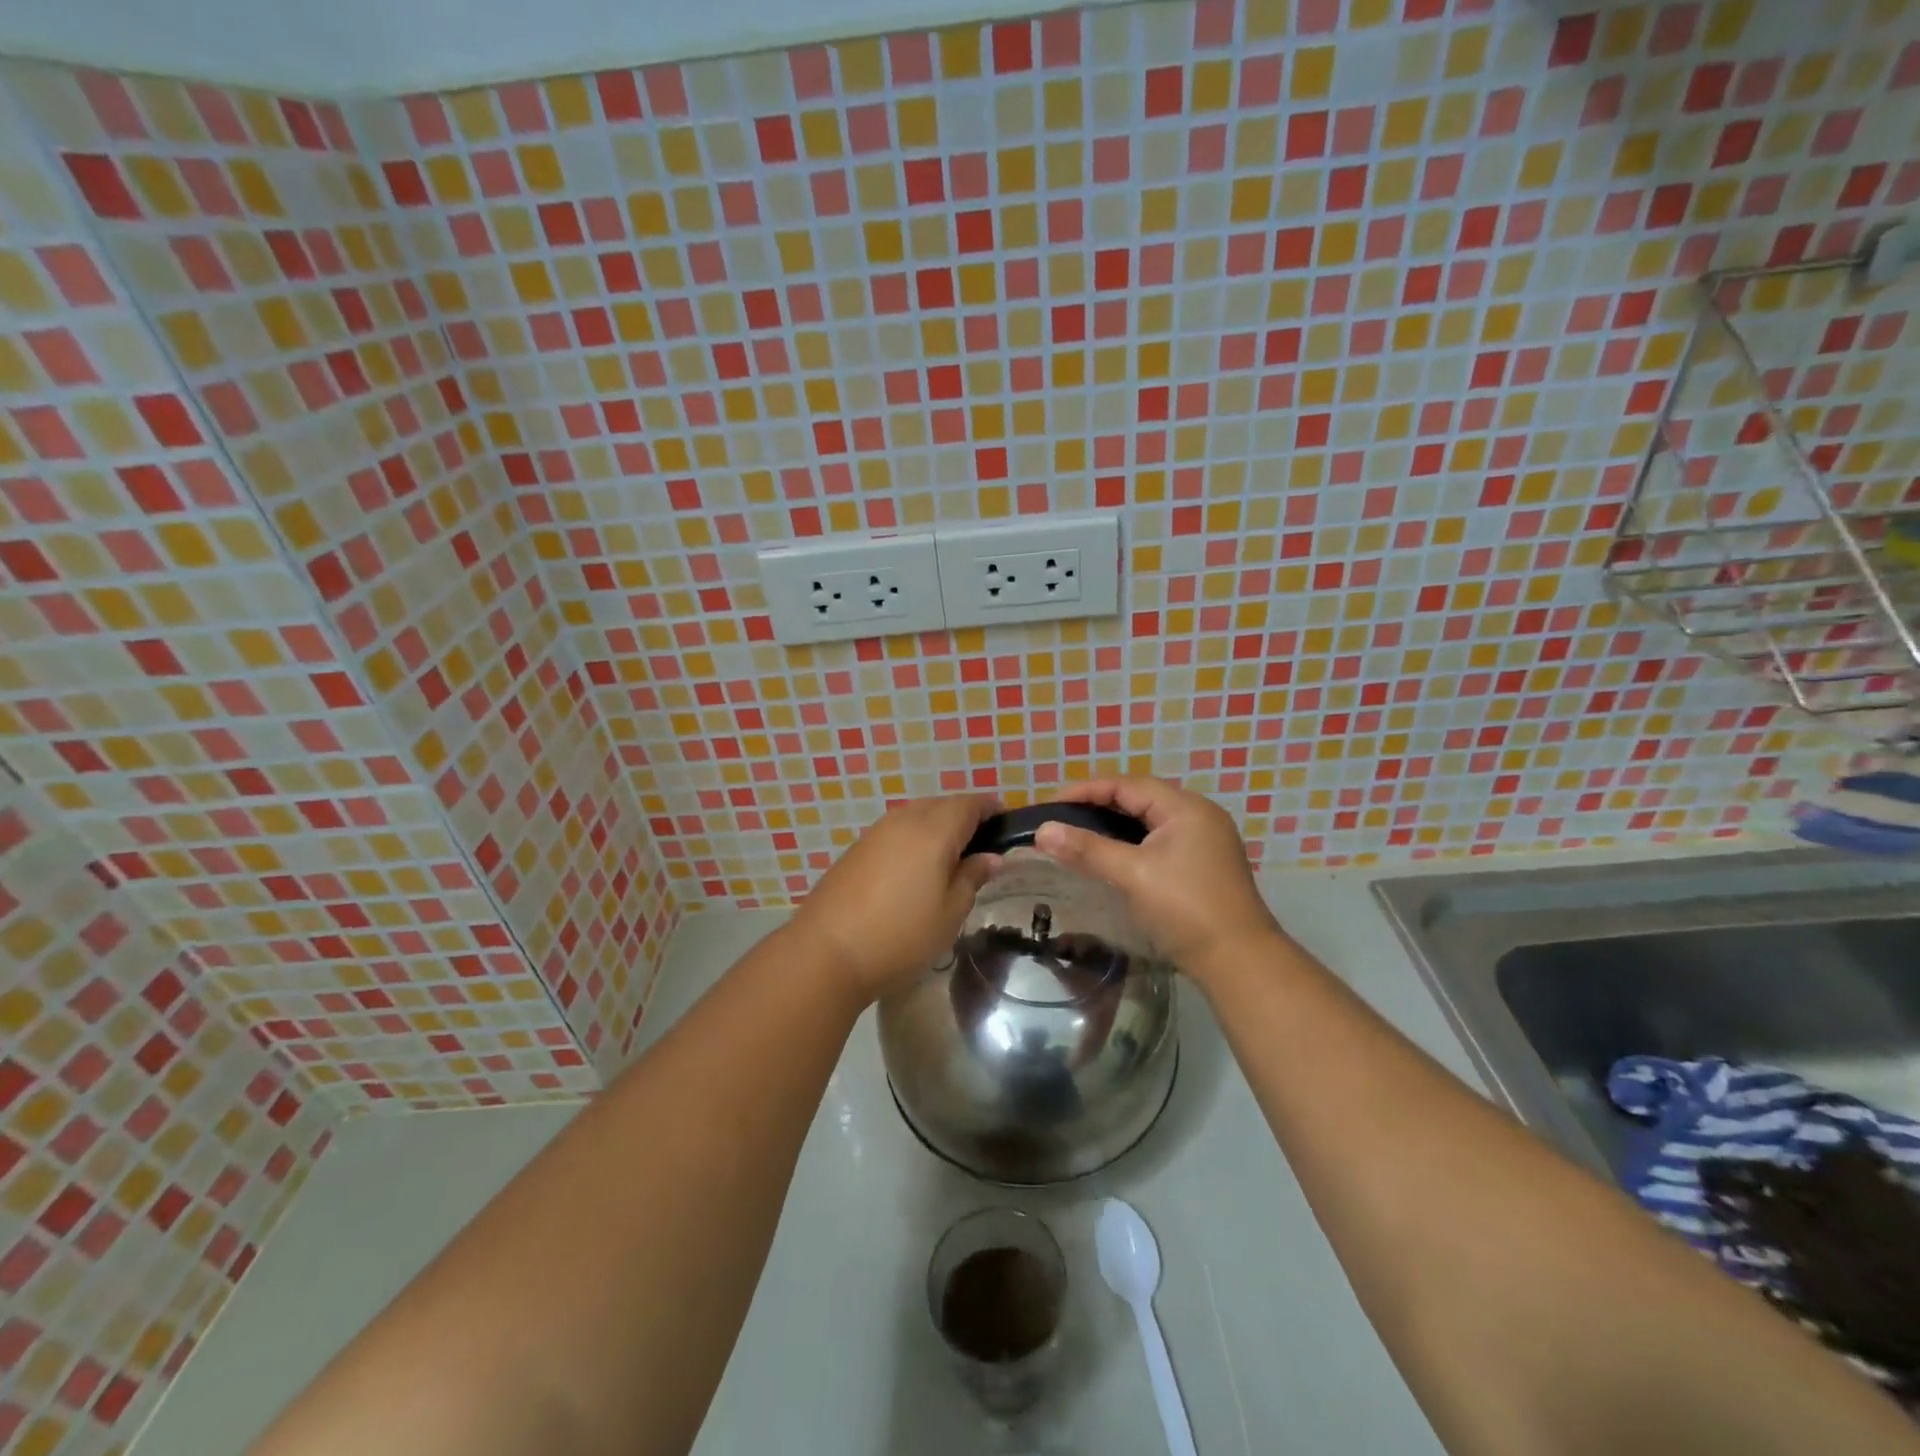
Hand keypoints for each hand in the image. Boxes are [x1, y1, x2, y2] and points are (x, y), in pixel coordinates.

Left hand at [789, 794, 1001, 1003]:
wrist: (826, 952)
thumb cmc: (901, 936)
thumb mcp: (950, 913)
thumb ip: (972, 877)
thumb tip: (990, 857)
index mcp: (934, 830)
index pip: (970, 803)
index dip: (991, 809)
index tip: (1006, 825)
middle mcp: (904, 820)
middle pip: (942, 804)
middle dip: (964, 817)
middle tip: (980, 847)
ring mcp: (876, 832)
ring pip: (916, 815)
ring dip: (937, 827)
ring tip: (949, 860)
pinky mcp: (857, 848)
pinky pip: (896, 831)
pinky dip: (913, 839)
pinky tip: (914, 870)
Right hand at [1033, 777, 1281, 980]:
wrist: (1239, 961)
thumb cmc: (1184, 909)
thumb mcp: (1132, 874)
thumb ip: (1087, 849)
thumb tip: (1042, 830)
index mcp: (1186, 808)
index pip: (1128, 785)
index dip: (1087, 790)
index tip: (1053, 804)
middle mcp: (1199, 816)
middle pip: (1141, 799)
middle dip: (1100, 805)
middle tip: (1064, 818)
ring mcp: (1206, 841)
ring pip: (1151, 821)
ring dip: (1116, 825)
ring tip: (1081, 834)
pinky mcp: (1205, 864)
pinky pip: (1161, 840)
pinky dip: (1133, 842)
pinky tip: (1113, 857)